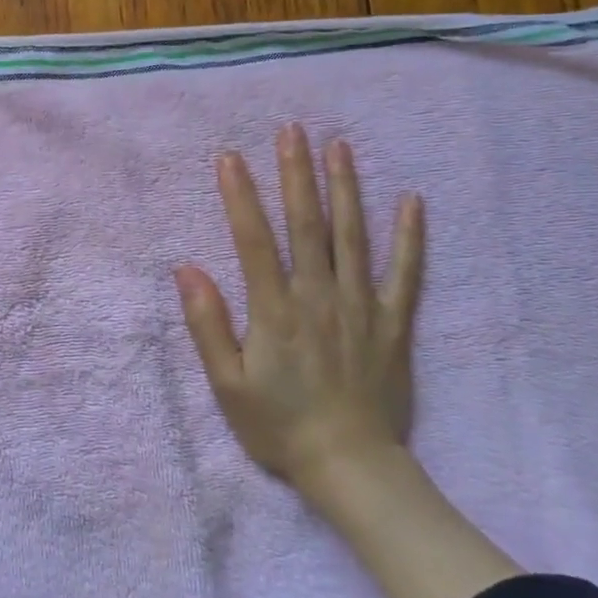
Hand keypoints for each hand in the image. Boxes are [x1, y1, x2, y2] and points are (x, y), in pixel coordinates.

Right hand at [175, 124, 424, 493]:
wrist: (351, 468)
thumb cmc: (279, 426)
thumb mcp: (227, 385)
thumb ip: (207, 324)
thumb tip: (186, 269)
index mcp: (275, 310)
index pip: (254, 240)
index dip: (239, 196)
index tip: (229, 157)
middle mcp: (319, 296)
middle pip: (306, 224)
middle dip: (296, 174)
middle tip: (292, 129)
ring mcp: (360, 306)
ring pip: (353, 236)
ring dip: (345, 188)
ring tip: (339, 146)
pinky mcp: (392, 323)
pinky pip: (405, 273)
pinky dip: (410, 237)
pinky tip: (412, 201)